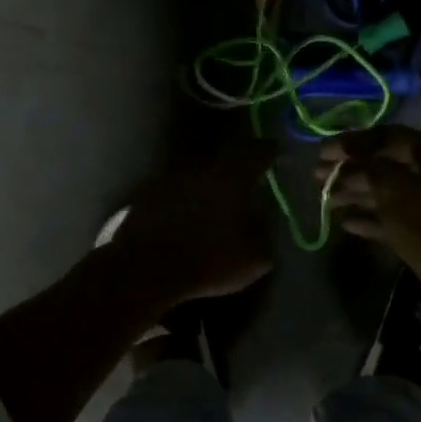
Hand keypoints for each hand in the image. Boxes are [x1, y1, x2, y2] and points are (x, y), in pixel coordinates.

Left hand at [108, 140, 279, 306]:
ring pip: (196, 173)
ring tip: (214, 200)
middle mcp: (201, 167)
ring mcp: (169, 177)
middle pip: (224, 159)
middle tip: (245, 180)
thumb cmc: (208, 261)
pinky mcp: (145, 194)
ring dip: (206, 183)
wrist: (145, 270)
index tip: (275, 153)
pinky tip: (184, 214)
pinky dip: (182, 198)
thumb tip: (265, 222)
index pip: (257, 151)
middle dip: (236, 167)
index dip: (269, 151)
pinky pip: (173, 189)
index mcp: (232, 176)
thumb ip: (264, 234)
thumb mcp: (253, 259)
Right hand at [319, 126, 420, 317]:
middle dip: (351, 168)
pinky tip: (345, 223)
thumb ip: (368, 166)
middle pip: (387, 163)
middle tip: (318, 175)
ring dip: (355, 193)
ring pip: (388, 191)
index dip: (354, 141)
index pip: (391, 136)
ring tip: (325, 199)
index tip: (323, 151)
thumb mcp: (395, 190)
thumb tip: (348, 156)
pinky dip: (370, 218)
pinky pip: (394, 217)